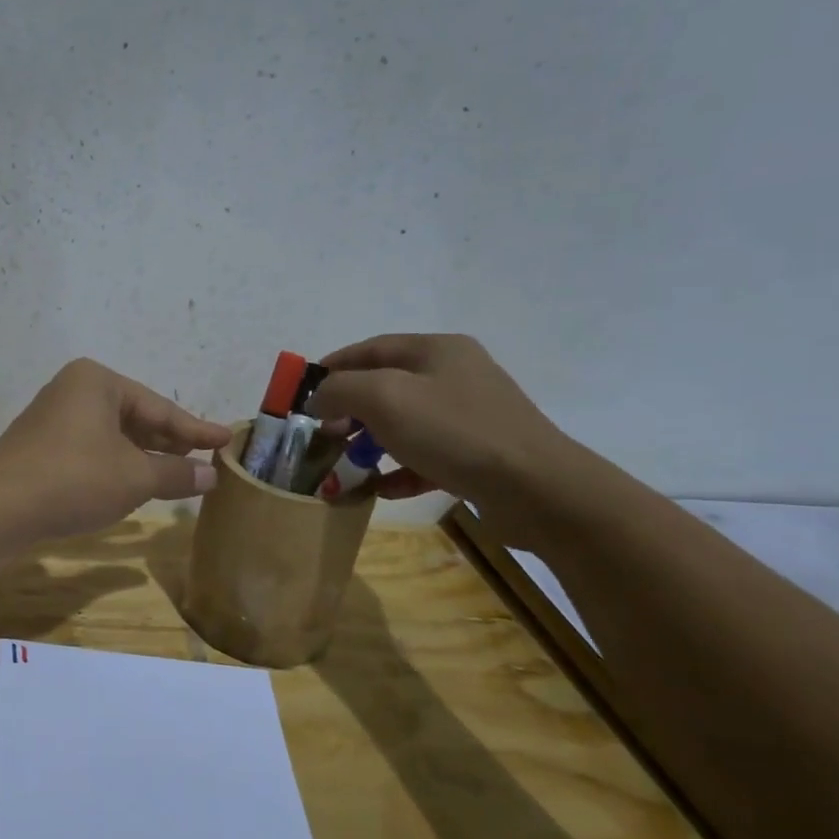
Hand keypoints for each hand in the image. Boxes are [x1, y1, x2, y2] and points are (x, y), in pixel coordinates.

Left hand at [0, 359, 231, 540]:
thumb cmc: (75, 479)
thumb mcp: (134, 477)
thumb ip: (176, 473)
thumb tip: (211, 475)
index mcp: (97, 382)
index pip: (159, 406)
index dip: (196, 428)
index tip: (227, 440)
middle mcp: (73, 390)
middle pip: (135, 417)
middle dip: (169, 442)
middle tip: (204, 460)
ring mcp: (53, 418)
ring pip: (112, 435)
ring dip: (143, 456)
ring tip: (176, 475)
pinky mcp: (40, 446)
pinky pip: (91, 449)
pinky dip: (117, 464)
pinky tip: (132, 483)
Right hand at [309, 334, 577, 533]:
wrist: (537, 489)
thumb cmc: (454, 432)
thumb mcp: (384, 398)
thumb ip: (340, 389)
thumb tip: (318, 398)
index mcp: (436, 350)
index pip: (370, 349)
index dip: (331, 368)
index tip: (301, 394)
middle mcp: (455, 375)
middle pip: (386, 386)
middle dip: (349, 410)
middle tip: (322, 434)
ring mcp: (470, 415)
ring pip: (404, 423)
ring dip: (370, 443)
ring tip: (346, 464)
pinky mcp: (479, 454)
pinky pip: (425, 456)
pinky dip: (399, 469)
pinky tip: (380, 489)